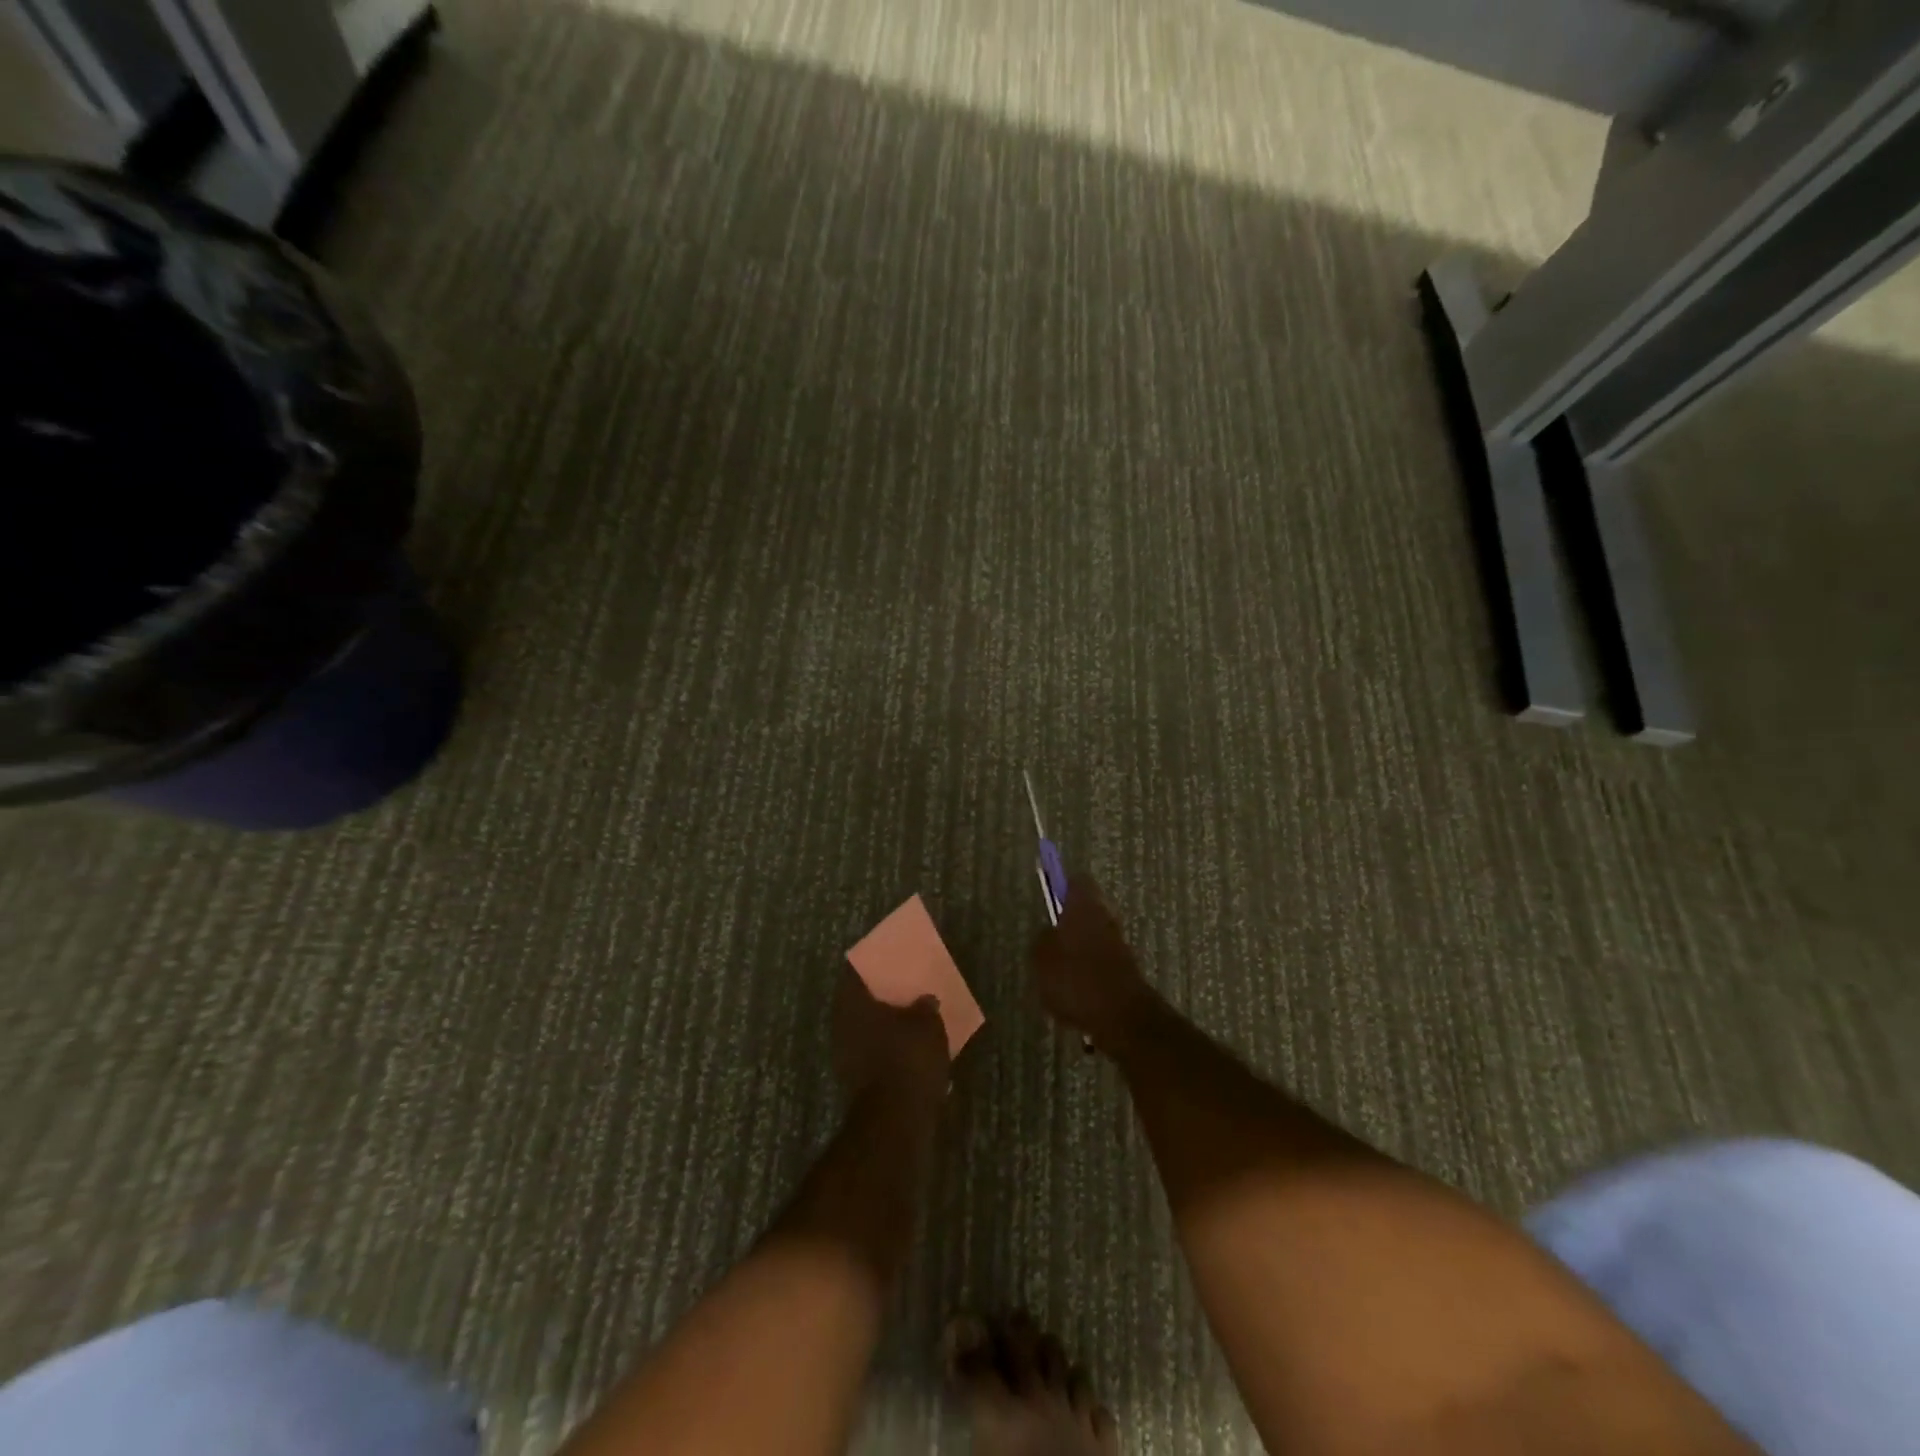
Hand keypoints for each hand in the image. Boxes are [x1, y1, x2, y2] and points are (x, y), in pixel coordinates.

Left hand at [832, 969, 949, 1107]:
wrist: (896, 1119)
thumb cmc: (909, 1058)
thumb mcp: (927, 1024)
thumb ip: (925, 1007)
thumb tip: (925, 1000)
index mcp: (853, 1003)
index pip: (856, 972)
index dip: (872, 965)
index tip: (889, 962)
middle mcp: (842, 1025)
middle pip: (861, 1002)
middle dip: (881, 997)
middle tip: (904, 990)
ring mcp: (846, 1055)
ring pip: (867, 1029)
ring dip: (886, 1026)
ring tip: (912, 1020)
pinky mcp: (857, 1081)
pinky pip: (874, 1053)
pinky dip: (889, 1049)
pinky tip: (910, 1050)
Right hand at [1031, 877, 1156, 1050]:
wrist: (1121, 1016)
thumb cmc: (1076, 978)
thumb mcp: (1041, 958)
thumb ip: (1042, 939)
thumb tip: (1048, 933)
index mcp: (1085, 905)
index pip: (1077, 881)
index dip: (1063, 887)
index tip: (1050, 899)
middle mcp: (1106, 917)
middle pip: (1087, 910)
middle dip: (1070, 923)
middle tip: (1049, 941)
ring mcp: (1119, 944)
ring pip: (1094, 937)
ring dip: (1079, 950)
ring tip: (1057, 973)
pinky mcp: (1125, 970)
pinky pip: (1101, 962)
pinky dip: (1088, 972)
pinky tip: (1073, 994)